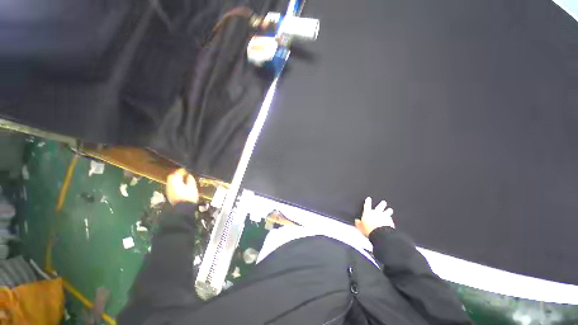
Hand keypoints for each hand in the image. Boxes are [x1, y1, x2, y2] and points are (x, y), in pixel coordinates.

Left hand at [166, 169, 198, 204]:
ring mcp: (169, 190)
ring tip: (182, 179)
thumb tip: (188, 175)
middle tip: (183, 173)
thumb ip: (190, 180)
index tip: (186, 170)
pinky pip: (171, 186)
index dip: (182, 170)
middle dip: (176, 174)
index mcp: (176, 182)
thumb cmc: (189, 197)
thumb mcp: (192, 187)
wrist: (183, 209)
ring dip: (175, 179)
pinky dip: (175, 184)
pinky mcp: (169, 194)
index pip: (177, 173)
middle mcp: (170, 185)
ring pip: (170, 181)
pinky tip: (180, 185)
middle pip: (171, 176)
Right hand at [355, 196, 394, 237]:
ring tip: (390, 209)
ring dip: (388, 211)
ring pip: (387, 212)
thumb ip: (358, 223)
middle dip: (381, 204)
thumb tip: (357, 221)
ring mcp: (384, 217)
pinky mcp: (390, 222)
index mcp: (368, 213)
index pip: (367, 205)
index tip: (369, 198)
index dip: (368, 202)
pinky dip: (390, 220)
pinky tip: (391, 221)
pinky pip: (390, 220)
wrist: (380, 234)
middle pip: (379, 207)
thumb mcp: (360, 227)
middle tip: (384, 202)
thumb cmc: (368, 229)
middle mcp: (376, 213)